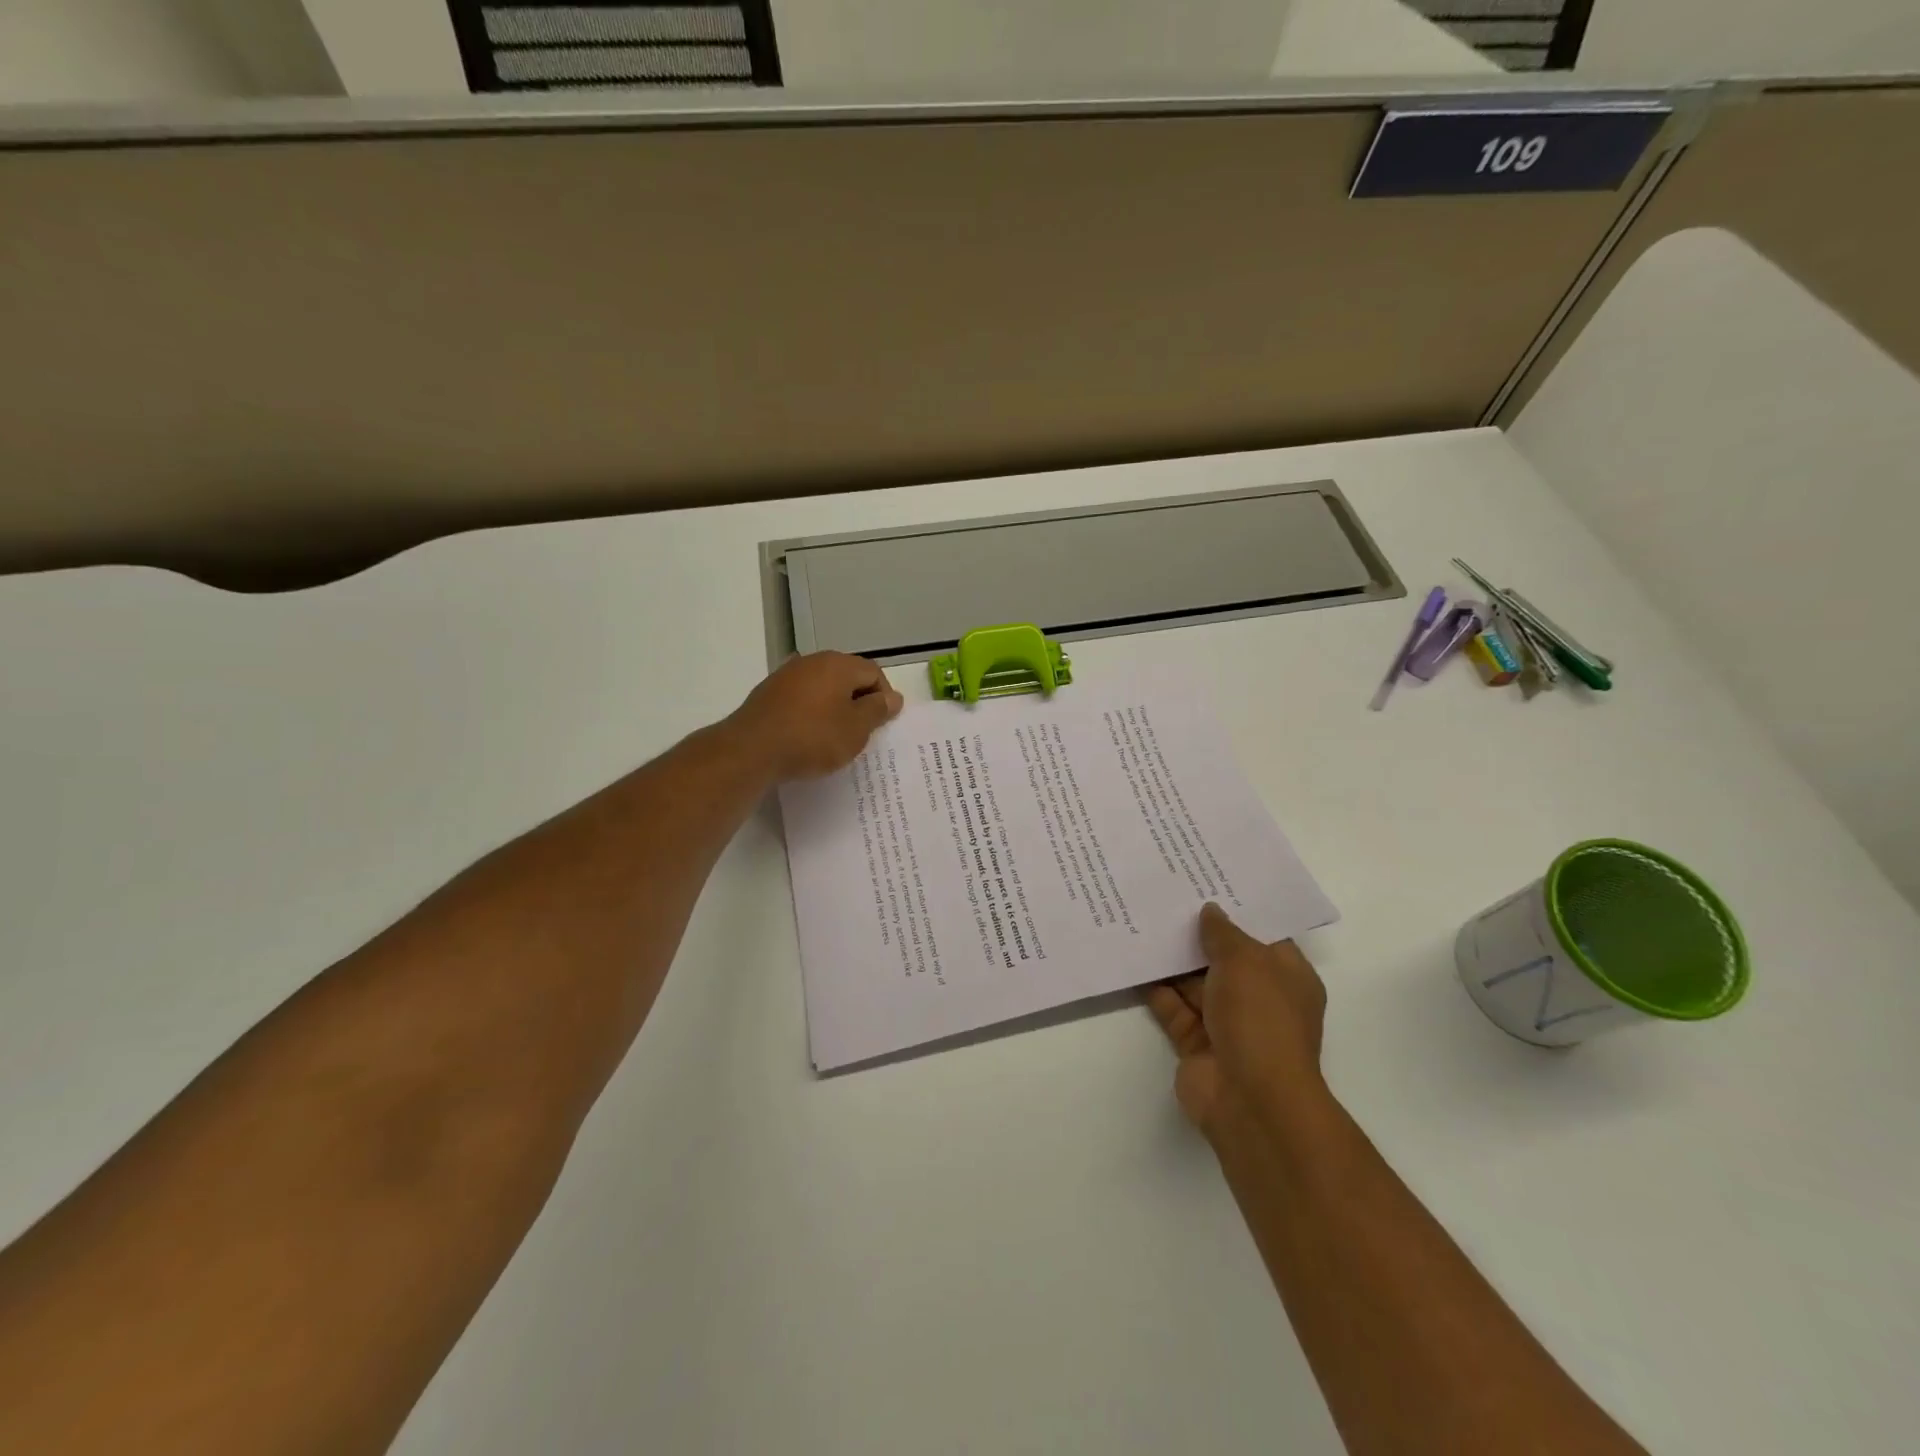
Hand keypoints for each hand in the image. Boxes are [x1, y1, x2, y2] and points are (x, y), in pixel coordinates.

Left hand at [724, 651, 903, 782]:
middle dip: (858, 701)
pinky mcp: (768, 693)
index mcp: (838, 664)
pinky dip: (811, 713)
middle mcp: (813, 661)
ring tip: (835, 736)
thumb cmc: (813, 738)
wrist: (752, 750)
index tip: (882, 724)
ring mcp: (787, 675)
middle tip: (861, 731)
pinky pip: (801, 698)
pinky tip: (808, 735)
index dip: (884, 697)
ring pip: (822, 687)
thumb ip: (877, 710)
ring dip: (833, 707)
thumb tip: (893, 697)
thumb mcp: (856, 729)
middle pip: (847, 676)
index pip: (873, 673)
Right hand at [1146, 903, 1326, 1142]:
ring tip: (1142, 920)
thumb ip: (1223, 933)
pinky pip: (1173, 1007)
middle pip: (1224, 957)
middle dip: (1197, 933)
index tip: (1206, 882)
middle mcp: (1259, 998)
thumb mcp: (1246, 961)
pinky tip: (1133, 959)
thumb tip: (1210, 911)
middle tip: (1164, 896)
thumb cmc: (1260, 1019)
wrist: (1250, 1099)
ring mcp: (1227, 1023)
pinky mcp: (1196, 1043)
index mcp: (1286, 977)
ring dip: (1172, 959)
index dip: (1236, 910)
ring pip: (1194, 982)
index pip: (1262, 935)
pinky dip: (1155, 989)